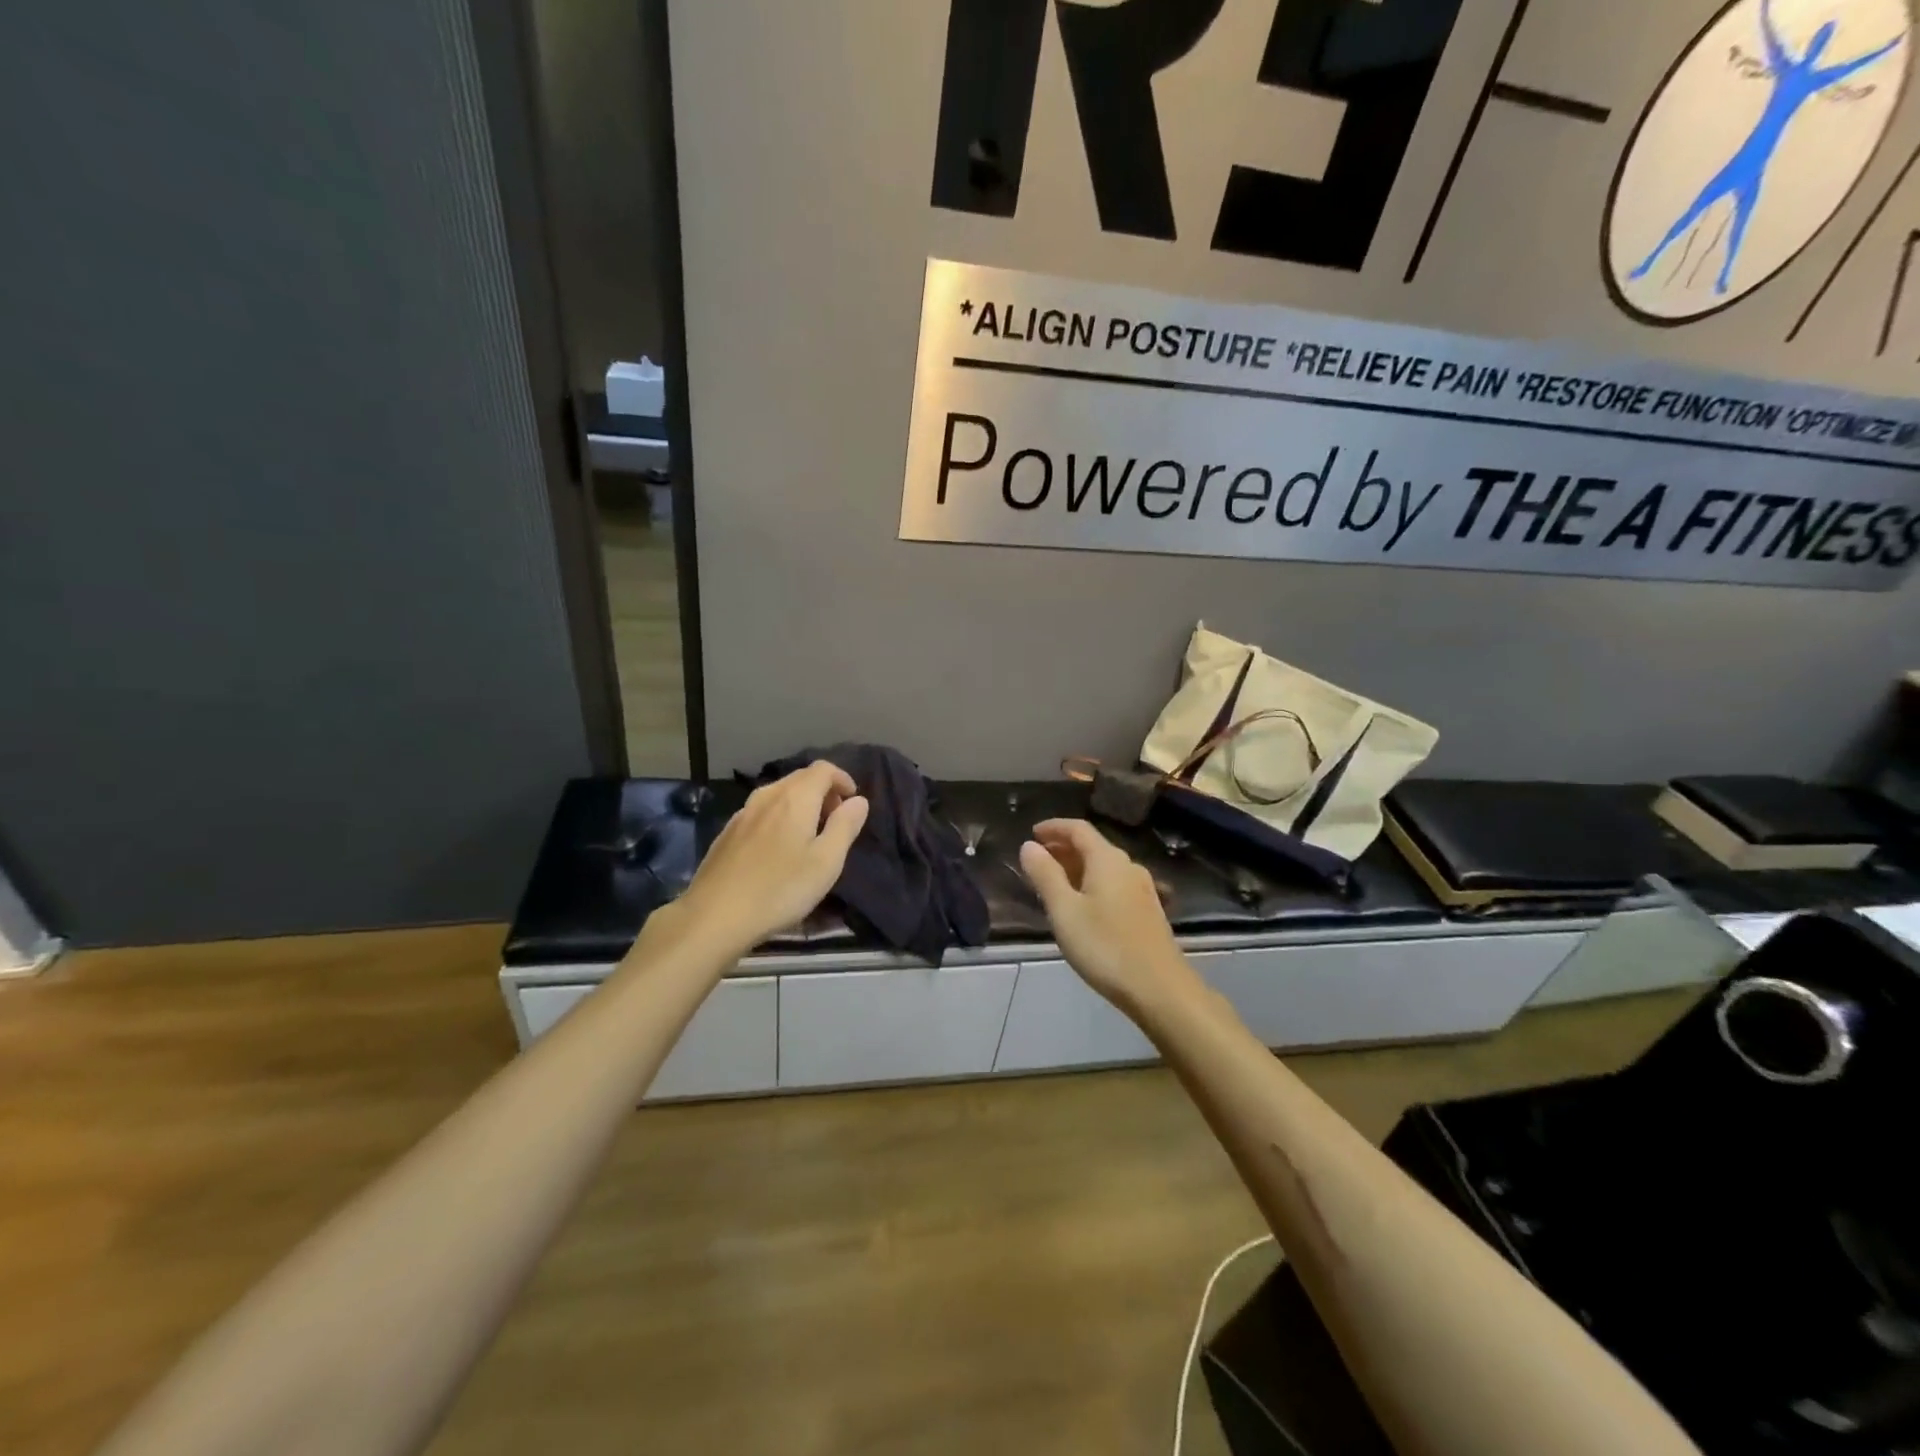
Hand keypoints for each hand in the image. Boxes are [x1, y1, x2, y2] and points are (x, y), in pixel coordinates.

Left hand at [668, 762, 868, 957]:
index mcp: (795, 798)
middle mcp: (767, 796)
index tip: (853, 803)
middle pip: (800, 778)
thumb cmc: (780, 889)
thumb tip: (858, 800)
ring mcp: (743, 813)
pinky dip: (779, 818)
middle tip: (835, 821)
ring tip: (809, 836)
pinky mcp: (727, 833)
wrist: (714, 916)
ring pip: (779, 795)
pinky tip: (778, 850)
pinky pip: (762, 812)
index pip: (824, 769)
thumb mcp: (826, 862)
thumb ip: (845, 826)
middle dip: (823, 792)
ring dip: (800, 805)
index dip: (843, 779)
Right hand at [1018, 819, 1199, 1013]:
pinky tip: (1083, 905)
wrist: (1160, 989)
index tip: (1032, 833)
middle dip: (1063, 848)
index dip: (1054, 827)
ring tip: (1054, 882)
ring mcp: (1143, 889)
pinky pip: (1114, 884)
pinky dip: (1092, 883)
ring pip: (1104, 867)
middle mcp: (1128, 867)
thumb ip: (1045, 875)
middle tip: (1038, 859)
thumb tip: (1029, 845)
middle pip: (1093, 846)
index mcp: (1107, 860)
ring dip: (1077, 867)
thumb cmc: (1105, 947)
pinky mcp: (1147, 911)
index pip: (1078, 829)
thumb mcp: (1064, 911)